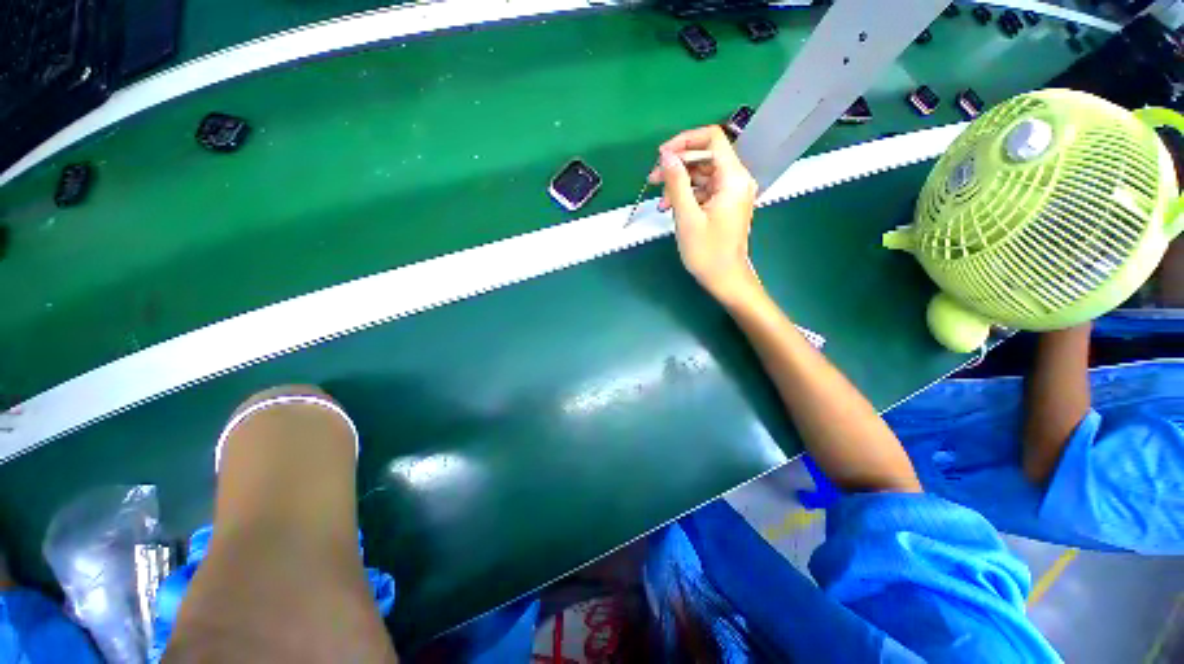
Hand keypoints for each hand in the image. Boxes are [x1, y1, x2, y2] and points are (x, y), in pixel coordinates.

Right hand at [649, 126, 760, 303]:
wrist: (725, 279)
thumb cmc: (707, 252)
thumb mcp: (687, 217)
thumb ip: (676, 183)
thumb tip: (666, 155)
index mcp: (732, 178)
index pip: (712, 138)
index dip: (684, 141)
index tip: (661, 156)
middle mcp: (735, 179)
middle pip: (705, 156)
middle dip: (677, 166)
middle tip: (653, 180)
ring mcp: (730, 193)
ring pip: (701, 174)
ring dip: (678, 183)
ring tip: (660, 202)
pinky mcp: (724, 204)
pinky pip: (703, 190)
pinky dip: (686, 195)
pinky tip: (670, 208)